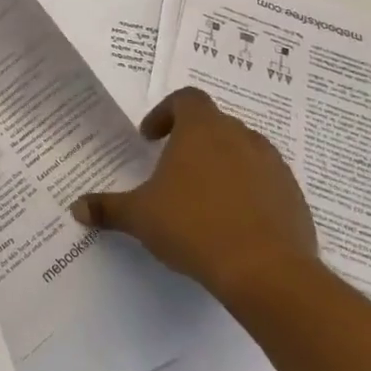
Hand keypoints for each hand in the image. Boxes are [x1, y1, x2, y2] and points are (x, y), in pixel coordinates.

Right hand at [71, 86, 317, 305]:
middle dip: (192, 141)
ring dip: (222, 165)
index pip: (186, 99)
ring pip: (243, 152)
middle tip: (171, 167)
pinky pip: (266, 184)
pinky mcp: (294, 198)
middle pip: (215, 124)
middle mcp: (241, 138)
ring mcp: (273, 167)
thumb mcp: (139, 216)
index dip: (165, 113)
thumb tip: (77, 208)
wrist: (266, 271)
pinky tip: (231, 223)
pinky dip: (248, 193)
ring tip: (202, 197)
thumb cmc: (193, 226)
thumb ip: (108, 207)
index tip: (150, 139)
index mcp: (202, 130)